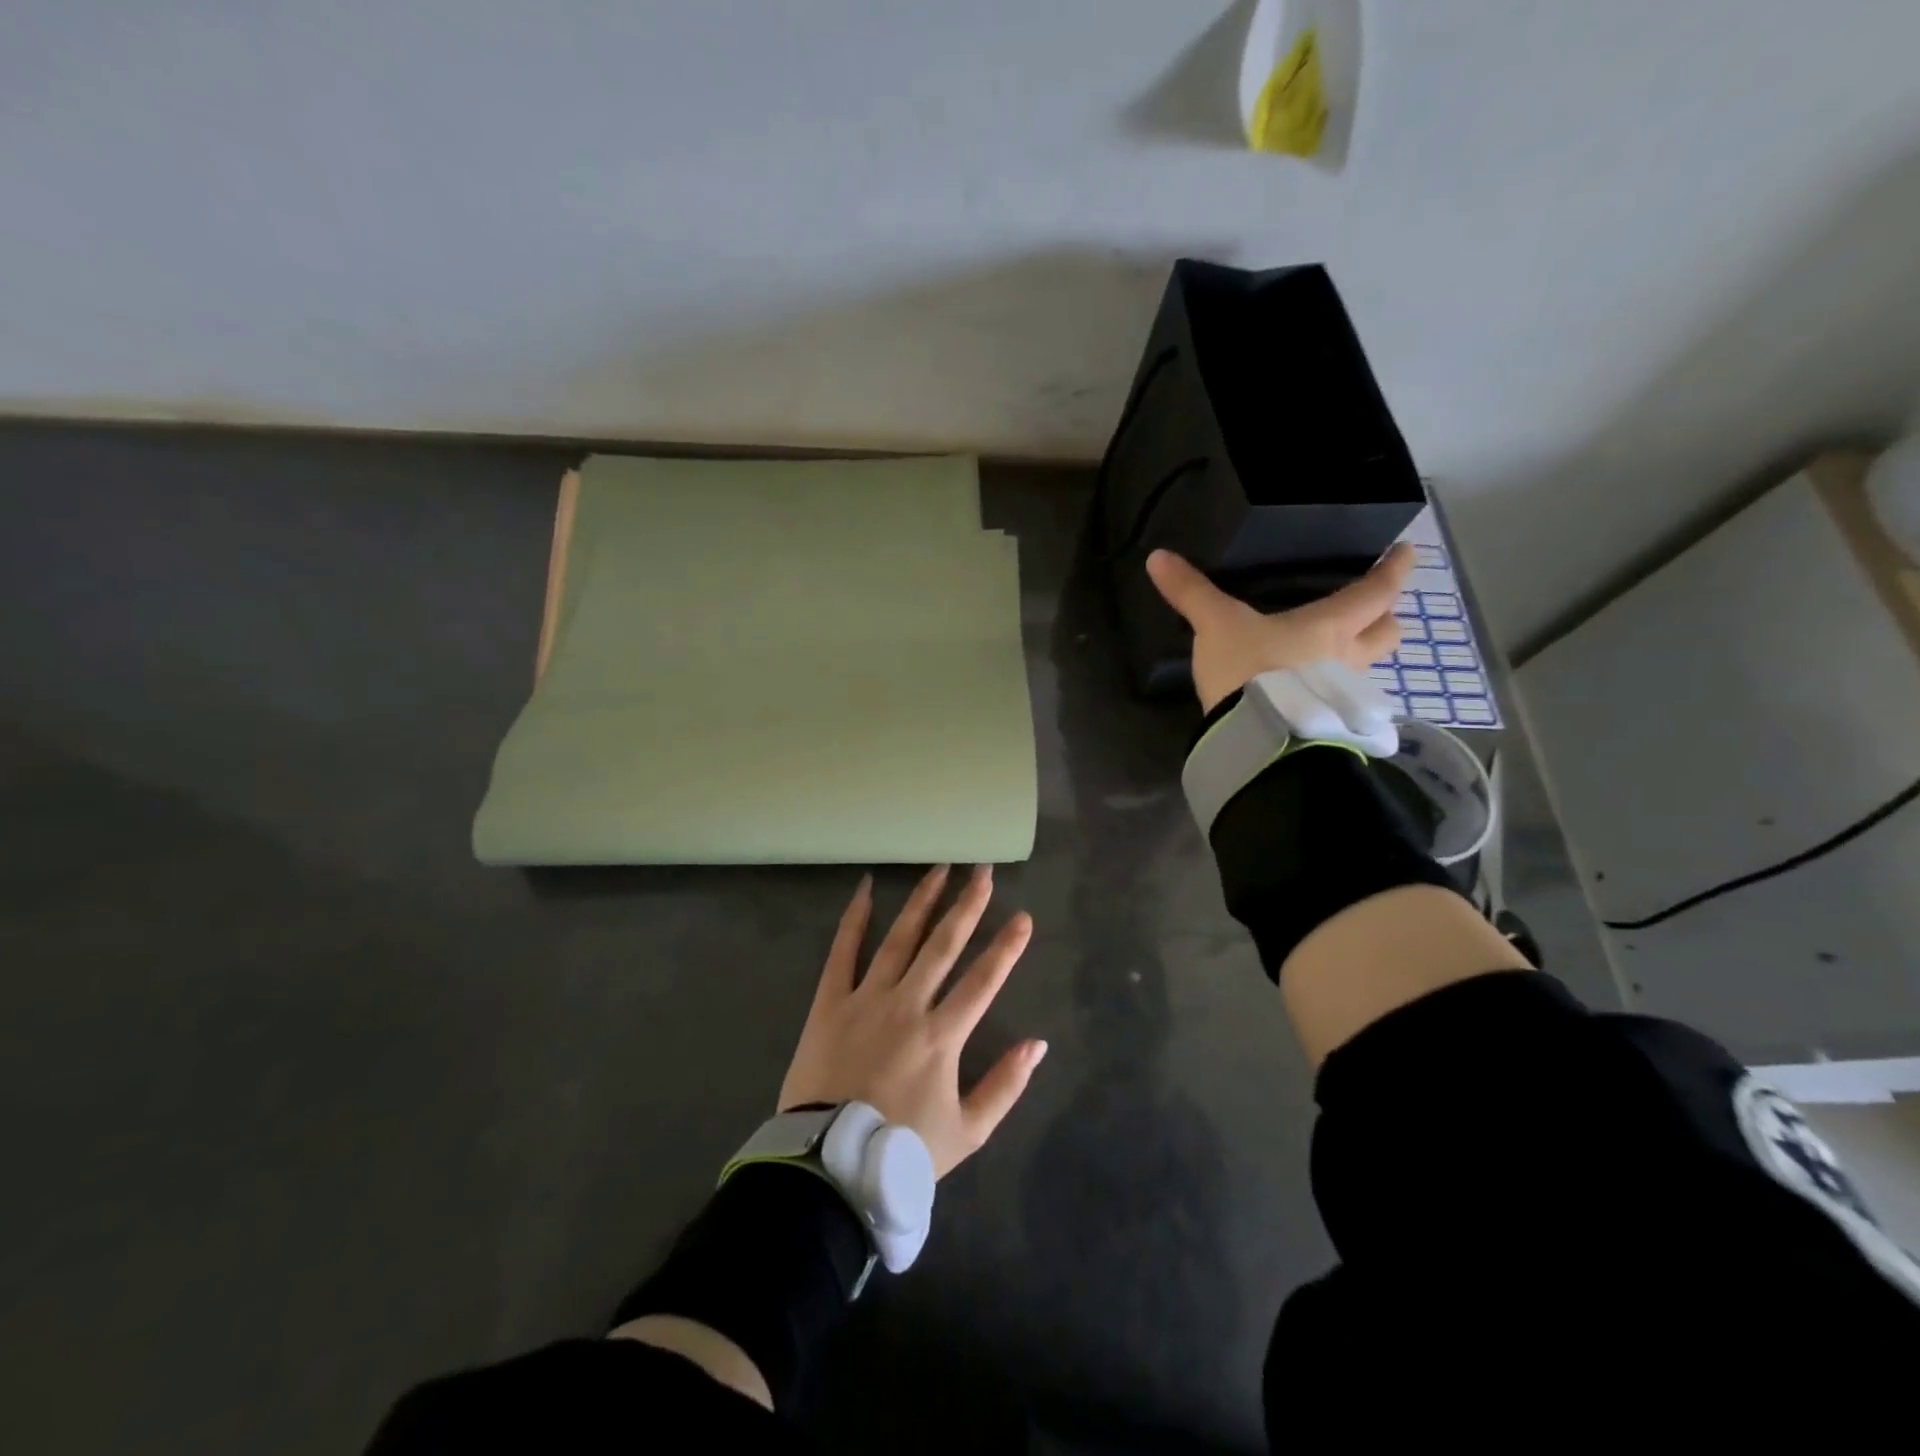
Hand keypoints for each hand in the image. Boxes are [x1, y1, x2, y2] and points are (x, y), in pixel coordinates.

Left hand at [779, 865, 1046, 1178]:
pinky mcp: (830, 1003)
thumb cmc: (901, 1150)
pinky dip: (855, 919)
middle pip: (943, 946)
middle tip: (983, 871)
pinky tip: (867, 889)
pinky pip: (842, 953)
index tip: (1023, 917)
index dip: (1006, 948)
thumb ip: (1005, 1086)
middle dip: (967, 906)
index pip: (983, 980)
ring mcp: (866, 999)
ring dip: (922, 902)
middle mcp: (908, 1006)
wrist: (826, 1165)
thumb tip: (1038, 1044)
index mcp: (942, 1036)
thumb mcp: (967, 1132)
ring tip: (940, 870)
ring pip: (899, 939)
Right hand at [1145, 544, 1414, 712]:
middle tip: (1373, 611)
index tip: (1406, 552)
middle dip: (1385, 618)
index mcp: (1331, 625)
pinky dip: (1338, 692)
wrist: (1255, 734)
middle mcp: (1349, 657)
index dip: (1394, 569)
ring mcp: (1344, 695)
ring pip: (1370, 669)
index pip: (1377, 591)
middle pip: (1389, 633)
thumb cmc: (1248, 668)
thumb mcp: (1216, 625)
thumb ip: (1191, 592)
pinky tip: (1317, 694)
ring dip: (1363, 657)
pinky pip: (1346, 701)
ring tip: (1340, 654)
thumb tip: (1157, 557)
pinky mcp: (1330, 725)